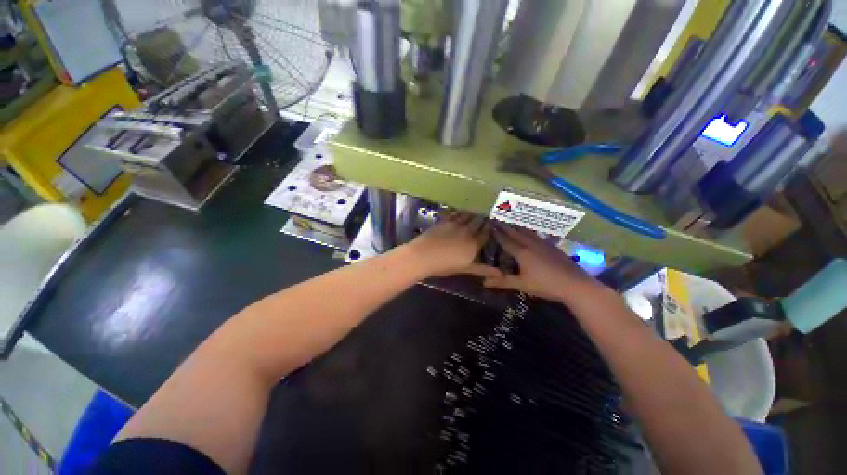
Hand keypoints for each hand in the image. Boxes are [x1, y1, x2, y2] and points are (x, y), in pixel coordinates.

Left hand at [406, 212, 501, 278]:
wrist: (423, 256)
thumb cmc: (444, 265)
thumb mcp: (465, 269)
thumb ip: (483, 269)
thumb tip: (500, 274)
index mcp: (474, 244)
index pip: (486, 233)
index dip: (490, 228)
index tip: (493, 224)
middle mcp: (467, 231)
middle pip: (478, 221)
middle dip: (483, 218)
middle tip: (486, 214)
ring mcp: (455, 224)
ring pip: (468, 215)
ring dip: (473, 212)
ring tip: (477, 209)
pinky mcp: (444, 220)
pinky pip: (455, 213)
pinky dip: (460, 211)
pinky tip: (461, 210)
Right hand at [483, 224, 605, 303]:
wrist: (575, 284)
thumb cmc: (545, 285)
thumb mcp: (522, 284)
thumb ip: (502, 282)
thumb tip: (483, 282)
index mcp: (522, 252)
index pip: (505, 240)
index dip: (496, 233)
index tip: (488, 225)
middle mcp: (531, 244)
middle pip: (515, 232)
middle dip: (504, 226)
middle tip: (496, 219)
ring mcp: (543, 243)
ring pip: (526, 231)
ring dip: (516, 226)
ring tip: (509, 222)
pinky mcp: (551, 246)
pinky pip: (535, 234)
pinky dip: (527, 231)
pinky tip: (529, 232)